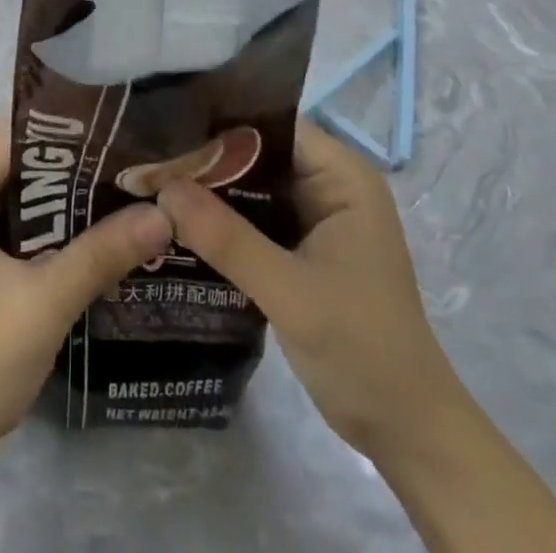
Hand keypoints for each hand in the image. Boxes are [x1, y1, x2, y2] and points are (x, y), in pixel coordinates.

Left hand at [0, 131, 173, 481]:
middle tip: (143, 164)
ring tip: (136, 190)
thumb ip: (101, 254)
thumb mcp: (41, 305)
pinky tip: (105, 231)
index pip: (19, 138)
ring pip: (28, 196)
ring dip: (74, 200)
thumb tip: (165, 215)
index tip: (130, 133)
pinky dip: (59, 229)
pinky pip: (23, 226)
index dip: (75, 133)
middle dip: (81, 168)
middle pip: (24, 164)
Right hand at [157, 117, 453, 456]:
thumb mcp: (289, 291)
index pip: (272, 125)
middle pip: (258, 152)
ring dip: (210, 190)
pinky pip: (254, 217)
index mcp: (342, 176)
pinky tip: (179, 221)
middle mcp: (329, 184)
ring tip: (152, 182)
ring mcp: (316, 217)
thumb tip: (164, 188)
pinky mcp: (302, 247)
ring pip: (252, 186)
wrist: (406, 431)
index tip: (166, 130)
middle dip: (207, 158)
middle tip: (148, 158)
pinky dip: (222, 220)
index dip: (220, 124)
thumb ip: (226, 238)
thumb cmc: (362, 348)